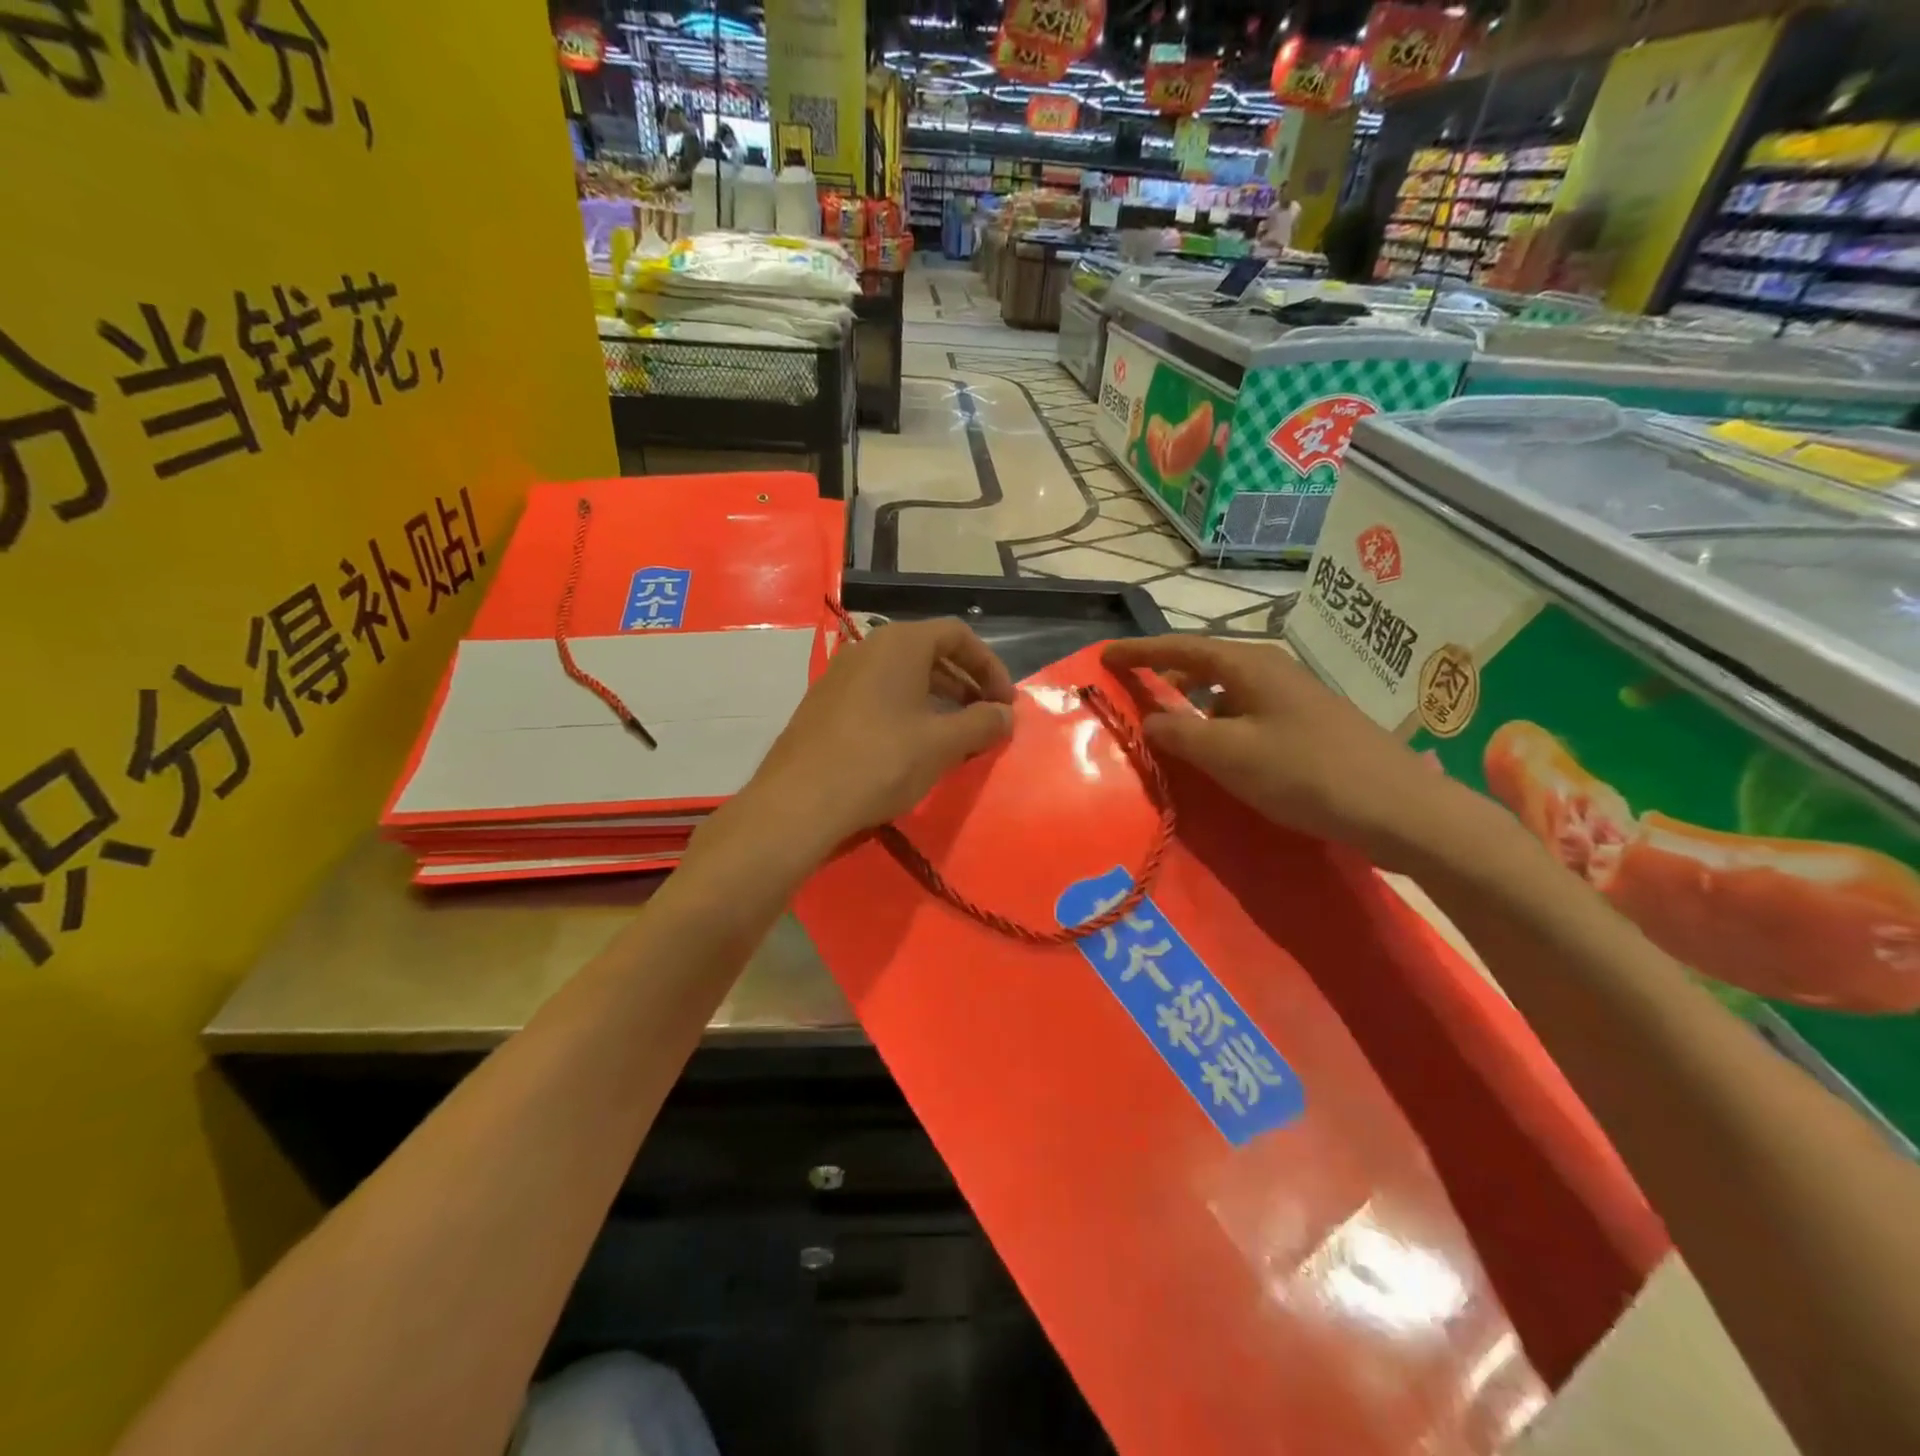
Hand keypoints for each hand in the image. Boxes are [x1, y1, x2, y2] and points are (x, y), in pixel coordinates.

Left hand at [740, 618, 1016, 853]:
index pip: (957, 635)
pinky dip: (907, 711)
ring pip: (903, 677)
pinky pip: (878, 696)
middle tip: (986, 719)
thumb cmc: (881, 762)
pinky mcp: (825, 705)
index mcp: (900, 644)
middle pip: (930, 653)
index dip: (989, 666)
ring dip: (938, 700)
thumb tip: (1006, 715)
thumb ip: (982, 724)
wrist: (799, 802)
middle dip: (965, 684)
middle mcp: (868, 649)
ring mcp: (841, 676)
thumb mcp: (941, 744)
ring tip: (956, 736)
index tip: (1004, 703)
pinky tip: (914, 748)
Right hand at [1103, 635, 1490, 872]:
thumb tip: (1149, 721)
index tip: (1104, 655)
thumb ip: (1180, 735)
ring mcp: (1294, 697)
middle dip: (1165, 677)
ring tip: (1172, 733)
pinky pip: (1247, 713)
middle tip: (1134, 697)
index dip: (1139, 651)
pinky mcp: (1308, 724)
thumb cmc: (1305, 773)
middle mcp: (1271, 670)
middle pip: (1204, 664)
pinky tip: (1220, 754)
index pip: (1180, 648)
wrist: (1399, 809)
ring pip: (1227, 692)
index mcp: (1249, 666)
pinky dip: (1220, 725)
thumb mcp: (1229, 755)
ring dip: (1193, 706)